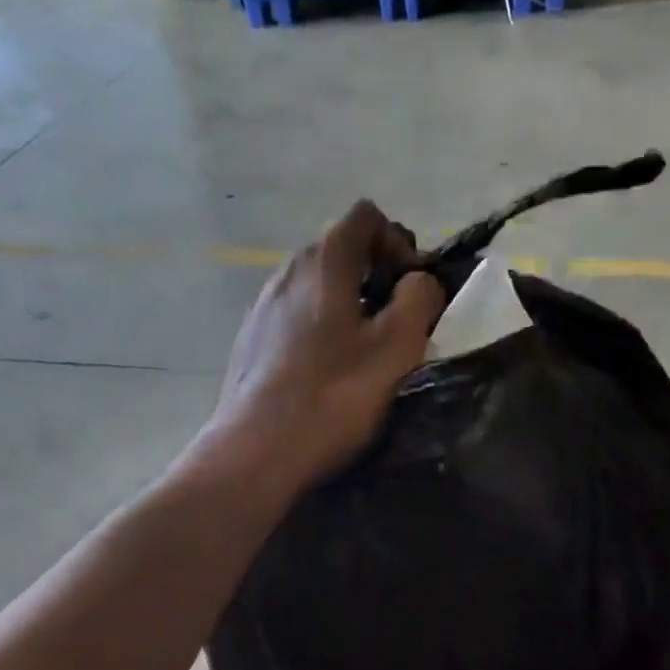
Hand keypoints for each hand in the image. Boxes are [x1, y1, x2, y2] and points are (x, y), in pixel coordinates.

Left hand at [211, 200, 445, 488]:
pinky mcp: (250, 343)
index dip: (398, 242)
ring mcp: (261, 308)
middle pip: (339, 251)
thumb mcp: (395, 348)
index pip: (366, 217)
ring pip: (315, 288)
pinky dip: (318, 331)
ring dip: (347, 307)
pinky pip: (294, 319)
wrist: (257, 452)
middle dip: (375, 277)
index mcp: (323, 262)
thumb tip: (419, 282)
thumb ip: (419, 300)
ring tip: (362, 355)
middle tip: (395, 325)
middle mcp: (285, 272)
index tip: (411, 289)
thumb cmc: (333, 398)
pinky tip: (325, 374)